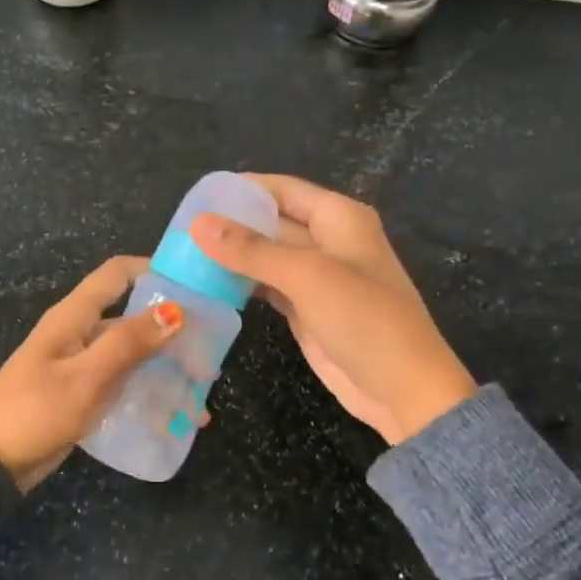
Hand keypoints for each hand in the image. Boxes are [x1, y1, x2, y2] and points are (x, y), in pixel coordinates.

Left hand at [0, 256, 186, 491]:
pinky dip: (149, 393)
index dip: (154, 269)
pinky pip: (123, 383)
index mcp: (74, 316)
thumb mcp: (86, 377)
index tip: (195, 284)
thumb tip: (175, 311)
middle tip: (209, 355)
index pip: (118, 274)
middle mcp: (80, 333)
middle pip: (133, 318)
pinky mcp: (82, 393)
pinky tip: (175, 417)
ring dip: (165, 368)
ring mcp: (81, 364)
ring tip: (199, 394)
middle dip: (171, 332)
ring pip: (132, 354)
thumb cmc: (35, 411)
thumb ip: (129, 344)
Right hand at [190, 175, 475, 444]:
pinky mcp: (304, 308)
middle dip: (229, 225)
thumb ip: (251, 249)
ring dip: (231, 256)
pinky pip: (266, 286)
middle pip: (270, 222)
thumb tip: (199, 223)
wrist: (402, 390)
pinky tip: (206, 284)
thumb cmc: (364, 320)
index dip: (240, 190)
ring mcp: (315, 276)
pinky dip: (240, 284)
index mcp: (338, 217)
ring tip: (182, 256)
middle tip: (177, 233)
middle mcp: (327, 240)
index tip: (194, 198)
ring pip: (264, 256)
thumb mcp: (307, 277)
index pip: (280, 189)